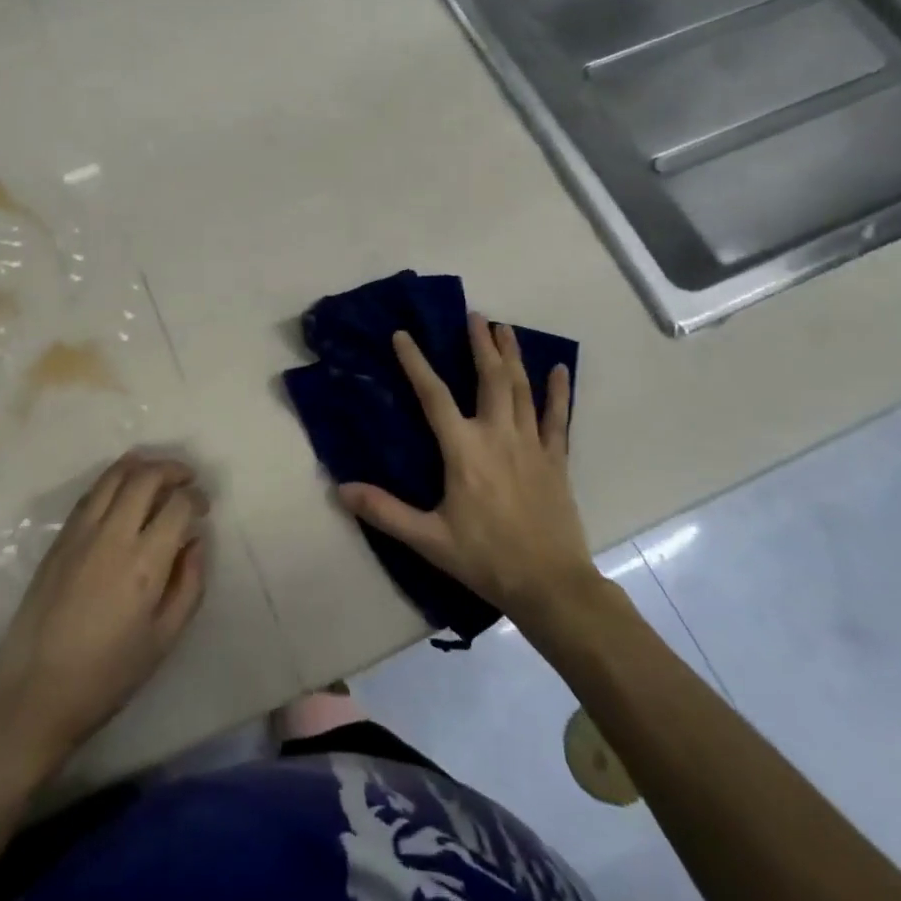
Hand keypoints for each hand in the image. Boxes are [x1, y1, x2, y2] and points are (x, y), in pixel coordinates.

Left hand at [0, 452, 207, 769]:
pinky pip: (90, 494)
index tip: (203, 507)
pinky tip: (122, 491)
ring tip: (156, 473)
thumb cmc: (107, 674)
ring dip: (140, 465)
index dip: (196, 498)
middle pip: (145, 477)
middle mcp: (113, 536)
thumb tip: (195, 542)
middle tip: (186, 478)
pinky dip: (112, 481)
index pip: (177, 505)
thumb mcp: (164, 639)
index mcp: (144, 563)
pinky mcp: (59, 539)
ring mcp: (81, 533)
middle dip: (172, 470)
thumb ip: (189, 585)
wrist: (35, 691)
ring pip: (113, 476)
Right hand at [338, 313, 595, 626]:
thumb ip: (385, 511)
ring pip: (521, 388)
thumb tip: (340, 489)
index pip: (434, 395)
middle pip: (490, 378)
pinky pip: (557, 417)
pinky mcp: (556, 459)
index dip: (416, 363)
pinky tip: (560, 368)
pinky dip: (559, 391)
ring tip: (505, 328)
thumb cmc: (485, 558)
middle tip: (475, 315)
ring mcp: (531, 444)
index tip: (402, 334)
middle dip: (481, 344)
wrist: (550, 584)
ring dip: (512, 355)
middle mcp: (498, 435)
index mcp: (464, 450)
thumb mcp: (428, 538)